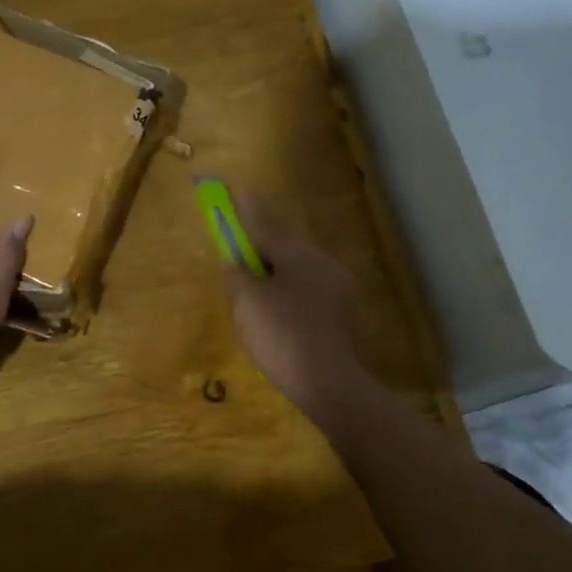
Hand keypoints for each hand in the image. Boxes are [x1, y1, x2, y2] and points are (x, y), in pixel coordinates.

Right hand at [221, 192, 376, 423]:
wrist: (331, 385)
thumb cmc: (283, 337)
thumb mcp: (246, 303)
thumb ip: (236, 275)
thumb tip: (236, 263)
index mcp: (298, 255)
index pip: (264, 223)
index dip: (243, 206)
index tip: (230, 185)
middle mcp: (322, 263)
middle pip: (283, 245)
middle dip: (259, 243)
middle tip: (237, 246)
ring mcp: (337, 289)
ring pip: (296, 269)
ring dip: (273, 271)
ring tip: (252, 285)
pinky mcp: (341, 315)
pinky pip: (305, 292)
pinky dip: (286, 293)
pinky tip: (276, 312)